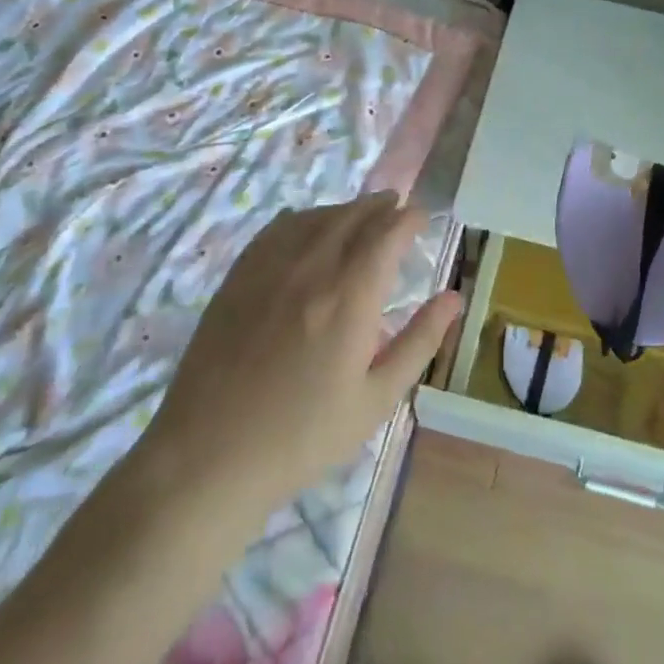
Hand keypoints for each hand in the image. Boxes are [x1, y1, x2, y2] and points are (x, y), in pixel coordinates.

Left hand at [131, 192, 461, 516]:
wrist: (209, 458)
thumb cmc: (304, 436)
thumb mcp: (376, 398)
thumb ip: (419, 341)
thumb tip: (454, 298)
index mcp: (351, 296)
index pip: (388, 232)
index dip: (410, 218)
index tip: (424, 219)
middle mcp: (312, 268)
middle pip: (354, 215)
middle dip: (382, 206)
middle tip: (398, 209)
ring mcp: (269, 268)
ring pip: (317, 216)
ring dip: (346, 209)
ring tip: (362, 214)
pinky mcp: (238, 277)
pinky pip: (278, 229)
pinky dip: (304, 218)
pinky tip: (308, 225)